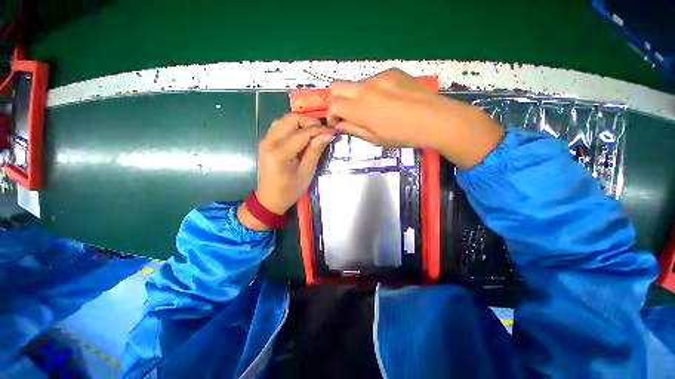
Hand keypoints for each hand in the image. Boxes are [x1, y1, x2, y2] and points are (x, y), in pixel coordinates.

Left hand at [238, 113, 333, 230]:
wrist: (269, 198)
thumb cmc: (290, 190)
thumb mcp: (306, 173)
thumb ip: (315, 151)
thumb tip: (327, 135)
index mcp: (280, 153)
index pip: (303, 133)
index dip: (319, 130)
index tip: (333, 131)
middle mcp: (270, 141)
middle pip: (291, 119)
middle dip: (309, 121)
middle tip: (323, 130)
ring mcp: (265, 140)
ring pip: (284, 119)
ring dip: (301, 121)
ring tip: (314, 130)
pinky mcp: (265, 141)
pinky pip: (279, 125)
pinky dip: (292, 125)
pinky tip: (302, 132)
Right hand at [327, 69, 503, 168]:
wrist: (434, 119)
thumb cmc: (402, 135)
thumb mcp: (375, 139)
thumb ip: (354, 130)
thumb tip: (339, 125)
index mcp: (359, 108)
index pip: (333, 105)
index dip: (331, 115)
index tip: (338, 123)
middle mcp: (365, 88)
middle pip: (336, 86)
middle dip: (336, 100)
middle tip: (346, 113)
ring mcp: (379, 77)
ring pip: (356, 84)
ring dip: (356, 97)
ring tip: (372, 110)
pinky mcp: (392, 72)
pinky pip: (374, 80)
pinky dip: (373, 91)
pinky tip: (387, 101)